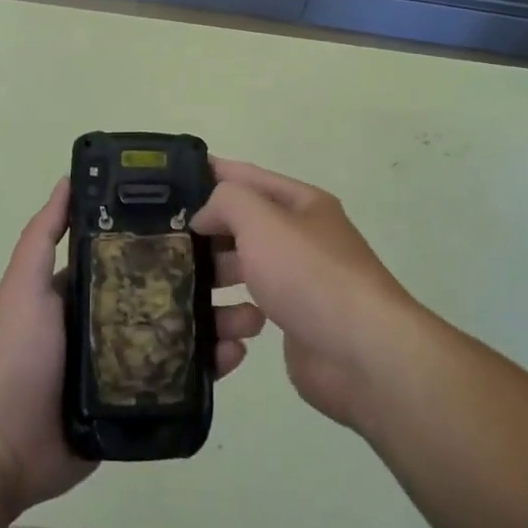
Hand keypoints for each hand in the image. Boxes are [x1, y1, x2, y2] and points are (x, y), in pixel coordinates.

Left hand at [0, 178, 265, 516]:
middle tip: (249, 269)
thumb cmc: (18, 353)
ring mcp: (134, 357)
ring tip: (255, 315)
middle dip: (214, 276)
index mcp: (95, 284)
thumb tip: (70, 178)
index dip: (179, 235)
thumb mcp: (25, 284)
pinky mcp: (145, 396)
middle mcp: (118, 314)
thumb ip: (44, 234)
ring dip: (224, 319)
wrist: (5, 445)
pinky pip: (187, 374)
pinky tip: (238, 354)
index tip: (216, 221)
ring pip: (190, 330)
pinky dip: (215, 362)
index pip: (146, 251)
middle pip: (176, 287)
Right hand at [194, 159, 416, 431]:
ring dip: (218, 284)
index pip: (248, 177)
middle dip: (207, 236)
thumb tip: (206, 216)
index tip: (168, 180)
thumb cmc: (310, 274)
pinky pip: (250, 313)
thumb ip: (226, 202)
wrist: (363, 354)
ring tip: (192, 297)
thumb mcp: (262, 220)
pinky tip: (227, 335)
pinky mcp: (294, 324)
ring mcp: (299, 283)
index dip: (211, 173)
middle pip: (242, 228)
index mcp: (301, 204)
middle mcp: (301, 238)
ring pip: (243, 273)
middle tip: (164, 247)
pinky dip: (234, 321)